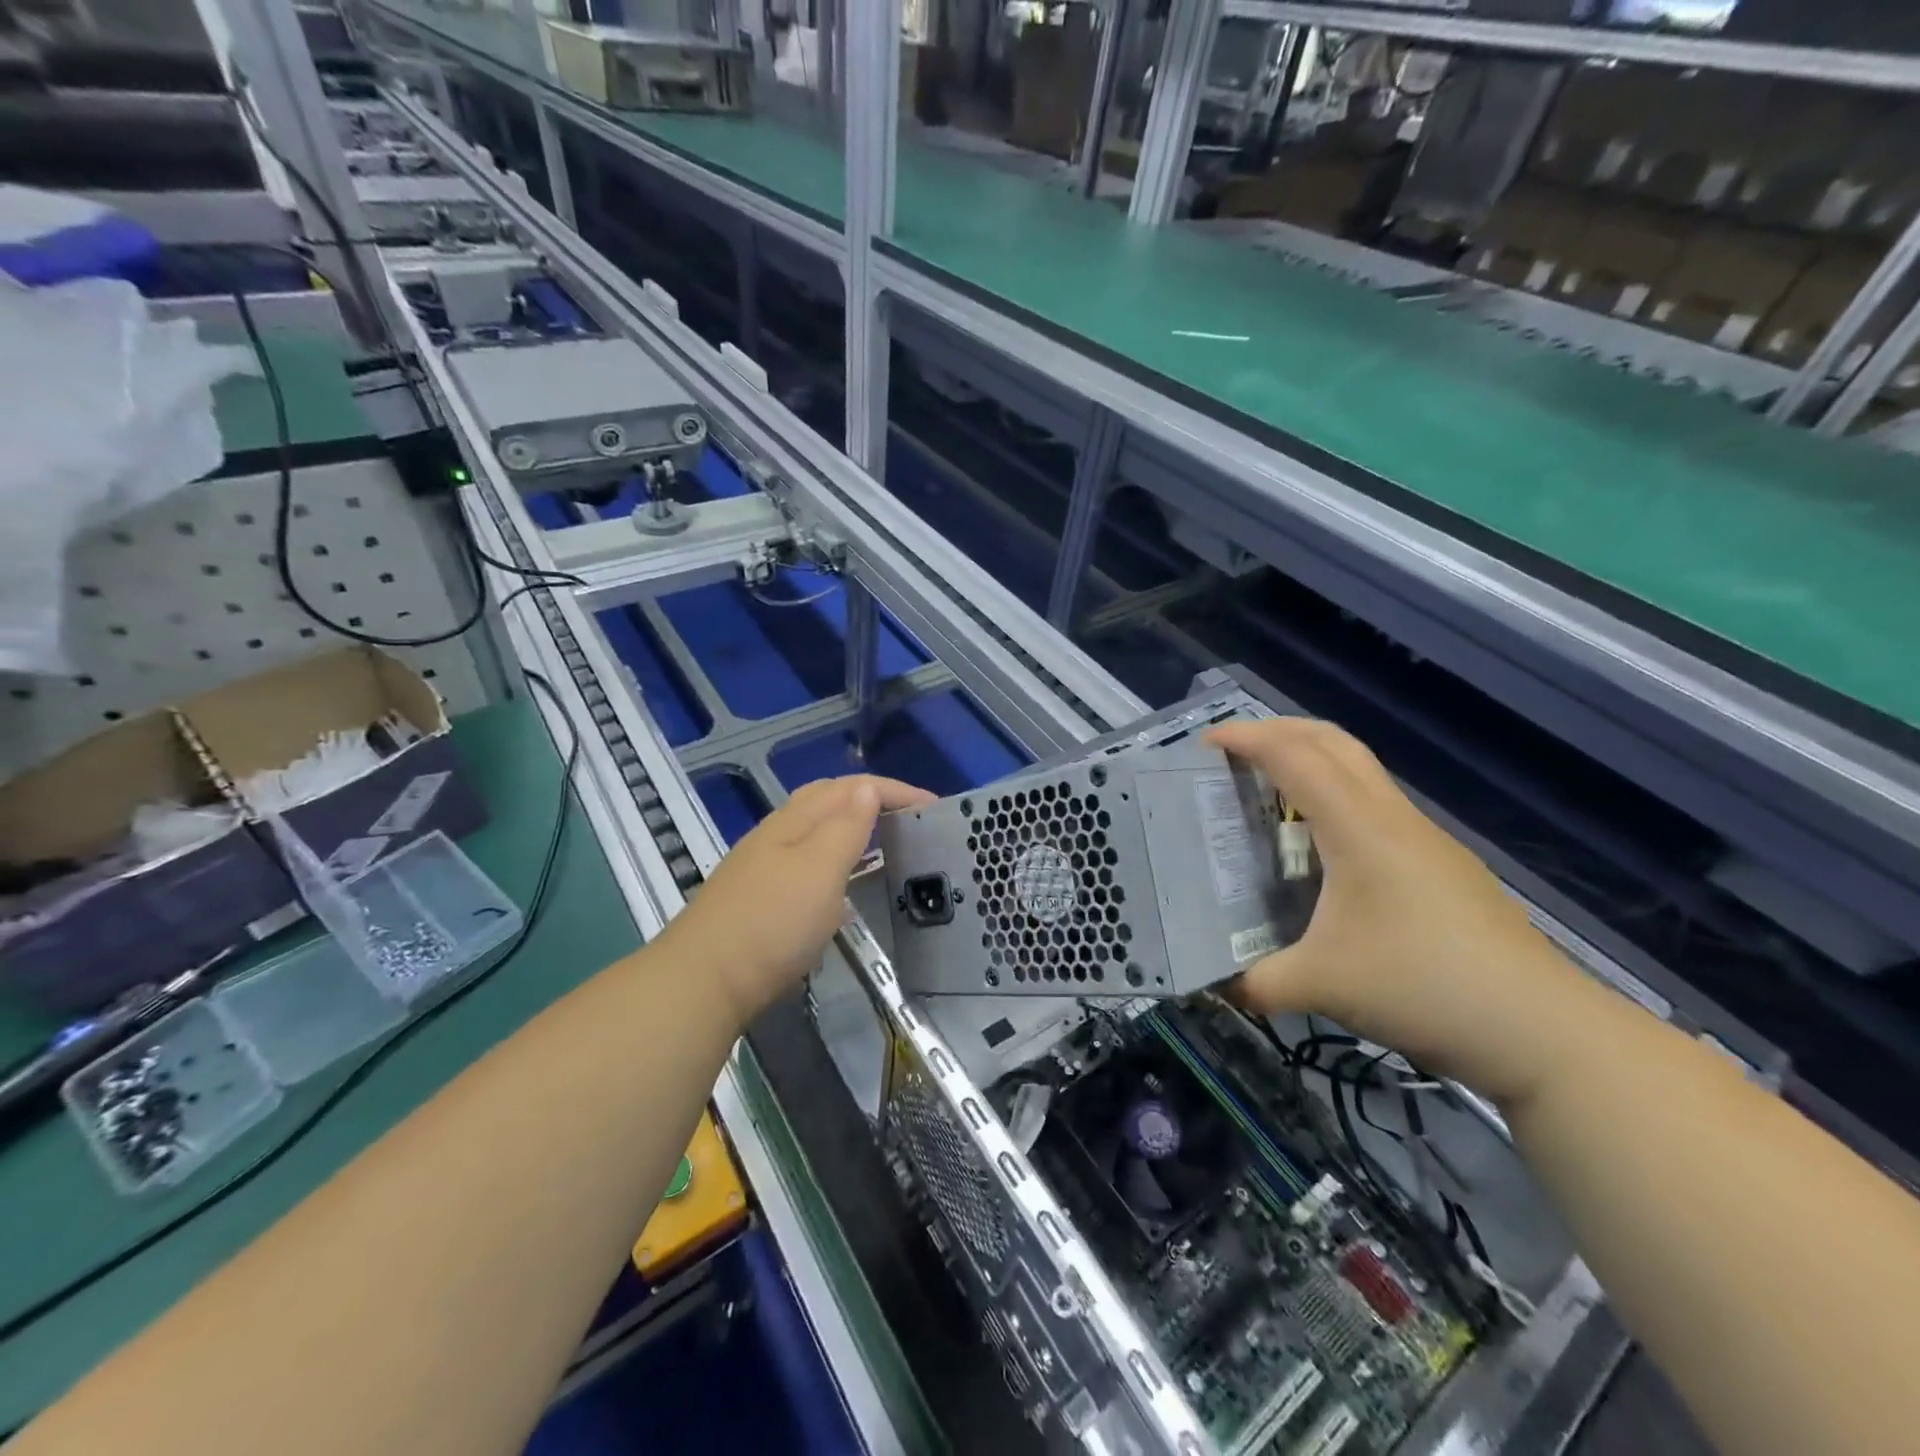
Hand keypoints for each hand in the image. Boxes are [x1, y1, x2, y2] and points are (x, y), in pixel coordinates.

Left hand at [666, 774, 933, 1024]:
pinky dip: (836, 858)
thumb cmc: (772, 923)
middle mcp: (777, 834)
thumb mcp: (819, 870)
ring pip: (815, 830)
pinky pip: (808, 860)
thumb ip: (845, 827)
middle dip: (870, 798)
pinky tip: (844, 885)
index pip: (850, 788)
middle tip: (908, 816)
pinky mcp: (760, 897)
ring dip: (852, 826)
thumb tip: (867, 787)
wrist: (704, 981)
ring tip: (884, 842)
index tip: (934, 807)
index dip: (893, 790)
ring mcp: (764, 865)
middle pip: (827, 800)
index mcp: (795, 821)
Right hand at [1207, 719, 1591, 1106]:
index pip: (1296, 757)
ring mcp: (1425, 840)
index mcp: (1359, 828)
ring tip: (1269, 793)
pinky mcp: (1442, 866)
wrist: (1541, 1030)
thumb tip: (1213, 985)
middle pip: (1334, 742)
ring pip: (1361, 772)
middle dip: (1281, 730)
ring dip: (1312, 762)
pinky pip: (1377, 807)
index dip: (1247, 739)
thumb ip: (1254, 982)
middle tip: (1235, 750)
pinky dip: (1336, 799)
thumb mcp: (1320, 986)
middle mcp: (1392, 819)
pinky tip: (1321, 849)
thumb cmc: (1422, 986)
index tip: (1204, 743)